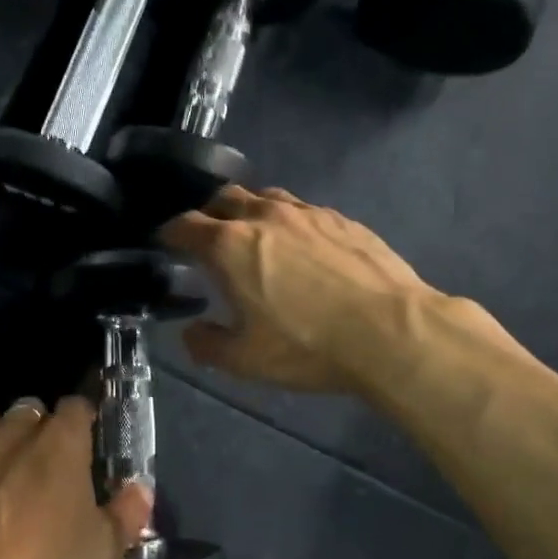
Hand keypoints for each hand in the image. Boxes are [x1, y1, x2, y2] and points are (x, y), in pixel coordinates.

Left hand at [0, 396, 151, 558]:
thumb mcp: (104, 549)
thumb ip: (128, 511)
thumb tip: (140, 490)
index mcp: (59, 440)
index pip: (77, 405)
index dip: (85, 420)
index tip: (89, 442)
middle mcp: (13, 433)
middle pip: (30, 409)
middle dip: (41, 428)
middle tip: (49, 465)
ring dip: (1, 440)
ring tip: (7, 475)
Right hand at [160, 185, 434, 394]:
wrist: (391, 331)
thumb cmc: (308, 345)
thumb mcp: (246, 360)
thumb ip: (207, 345)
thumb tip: (192, 331)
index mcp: (230, 246)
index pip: (186, 226)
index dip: (170, 233)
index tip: (166, 242)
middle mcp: (264, 216)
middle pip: (224, 198)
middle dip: (209, 214)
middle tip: (208, 239)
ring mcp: (307, 213)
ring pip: (266, 197)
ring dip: (250, 212)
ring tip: (254, 237)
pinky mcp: (342, 219)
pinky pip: (303, 210)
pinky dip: (289, 221)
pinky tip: (302, 246)